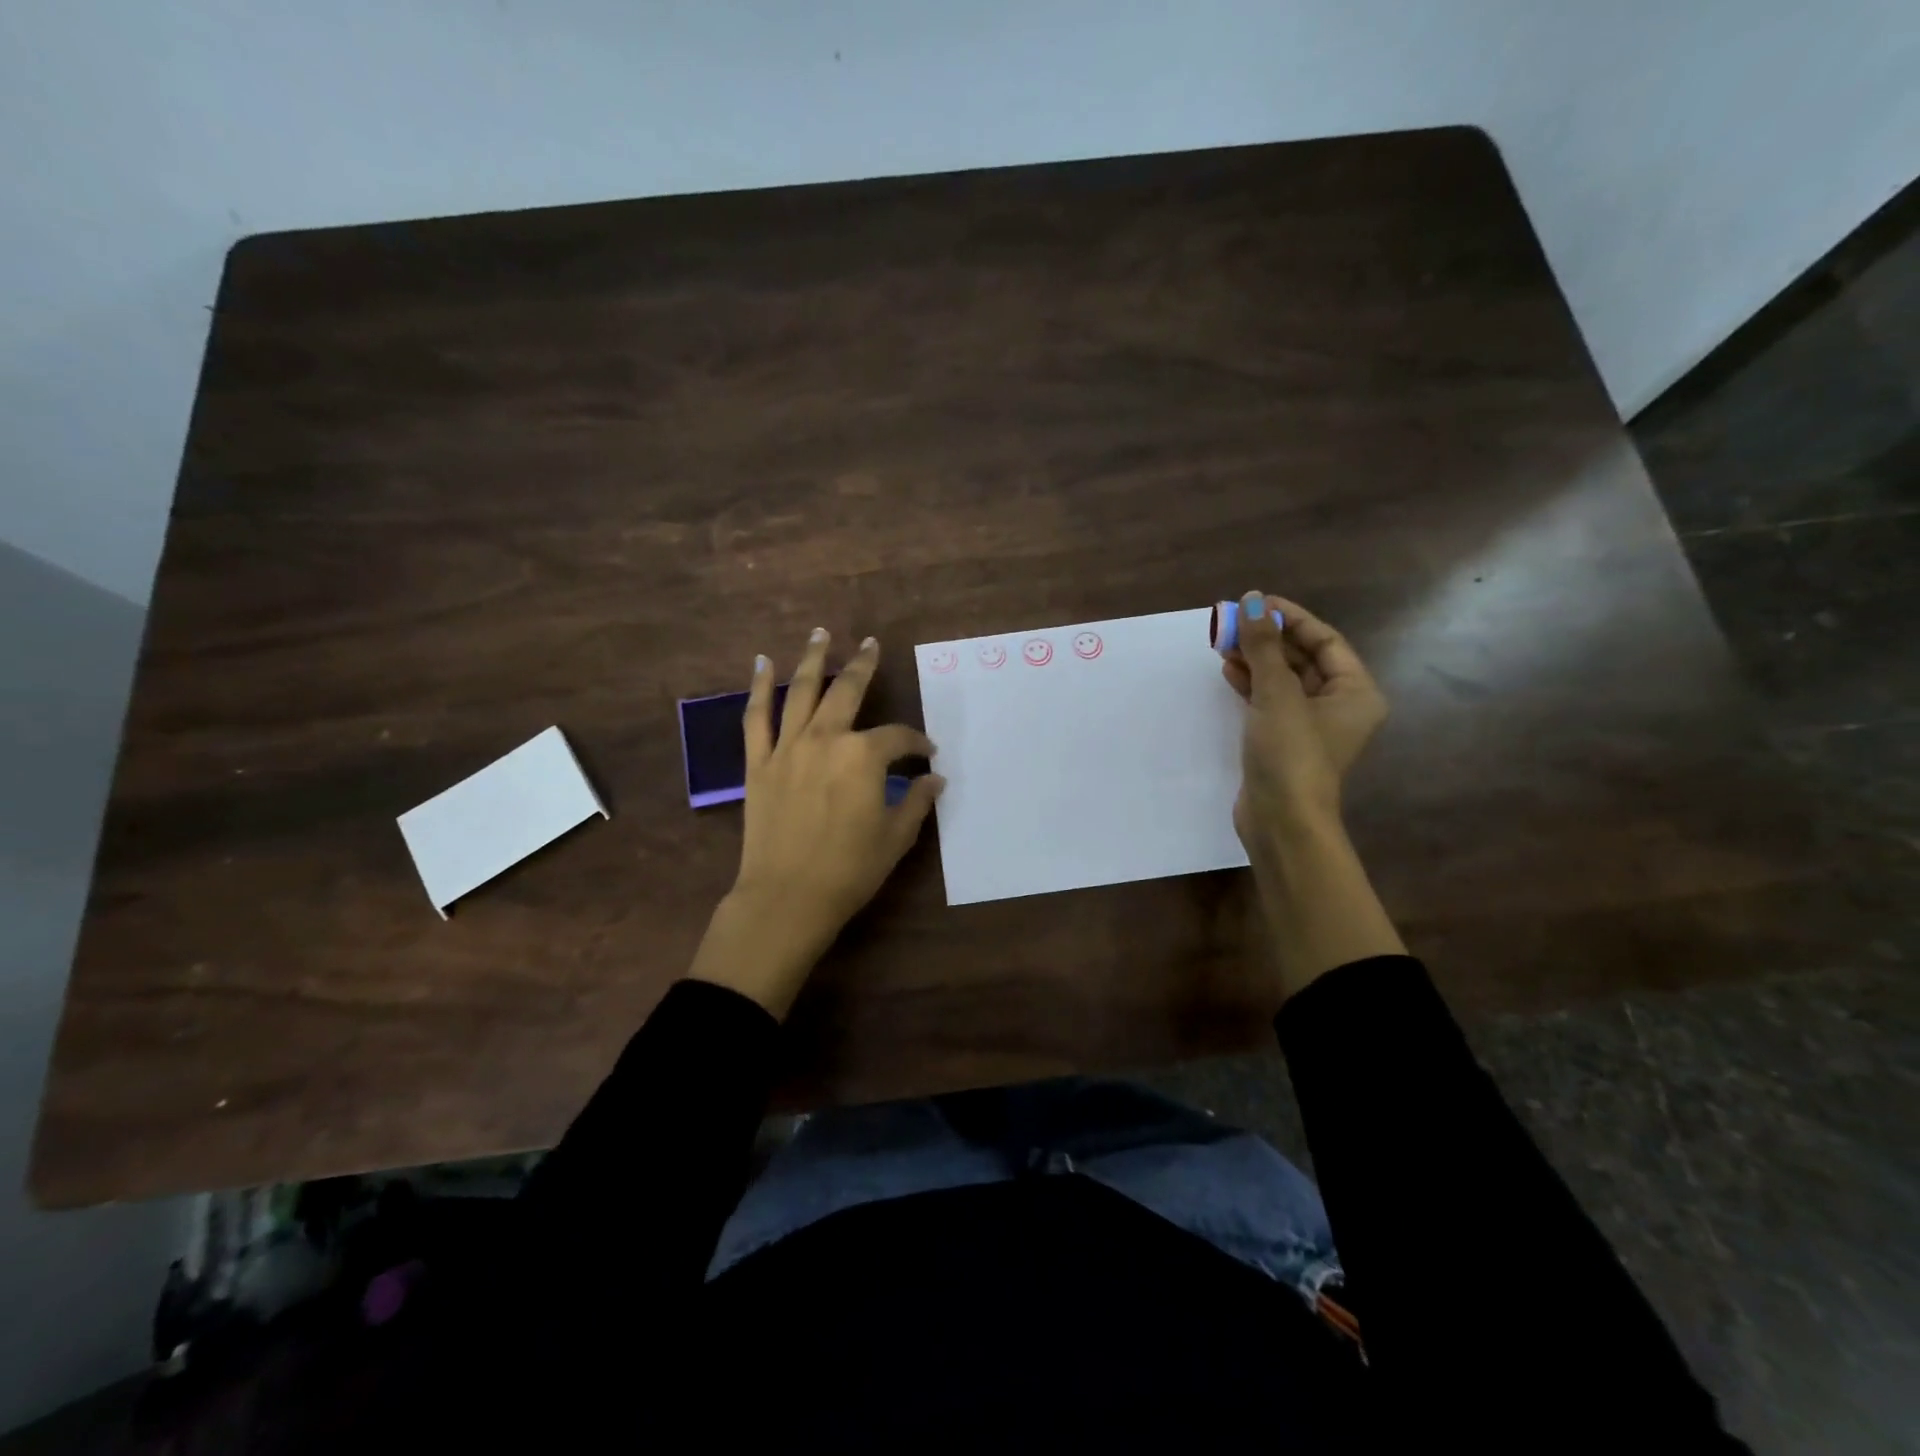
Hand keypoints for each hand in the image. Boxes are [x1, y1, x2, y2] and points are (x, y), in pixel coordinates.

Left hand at [687, 628, 942, 1017]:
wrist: (786, 898)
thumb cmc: (849, 870)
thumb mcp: (896, 837)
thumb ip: (917, 801)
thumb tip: (935, 779)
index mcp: (864, 756)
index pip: (898, 737)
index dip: (917, 742)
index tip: (927, 753)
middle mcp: (825, 739)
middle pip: (848, 692)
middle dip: (864, 666)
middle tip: (872, 644)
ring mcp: (787, 748)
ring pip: (801, 691)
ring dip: (813, 659)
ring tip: (821, 633)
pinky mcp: (758, 763)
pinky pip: (756, 717)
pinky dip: (759, 688)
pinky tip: (762, 663)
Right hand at [1222, 592, 1386, 854]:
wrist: (1281, 820)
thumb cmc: (1290, 753)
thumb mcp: (1277, 694)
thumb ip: (1263, 646)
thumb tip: (1251, 601)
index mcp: (1355, 691)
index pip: (1325, 640)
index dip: (1291, 618)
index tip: (1256, 603)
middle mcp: (1339, 706)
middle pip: (1304, 659)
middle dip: (1269, 639)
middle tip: (1233, 622)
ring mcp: (1311, 726)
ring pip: (1284, 680)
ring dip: (1256, 660)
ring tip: (1224, 643)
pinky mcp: (1285, 742)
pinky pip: (1270, 701)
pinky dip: (1251, 685)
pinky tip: (1228, 671)